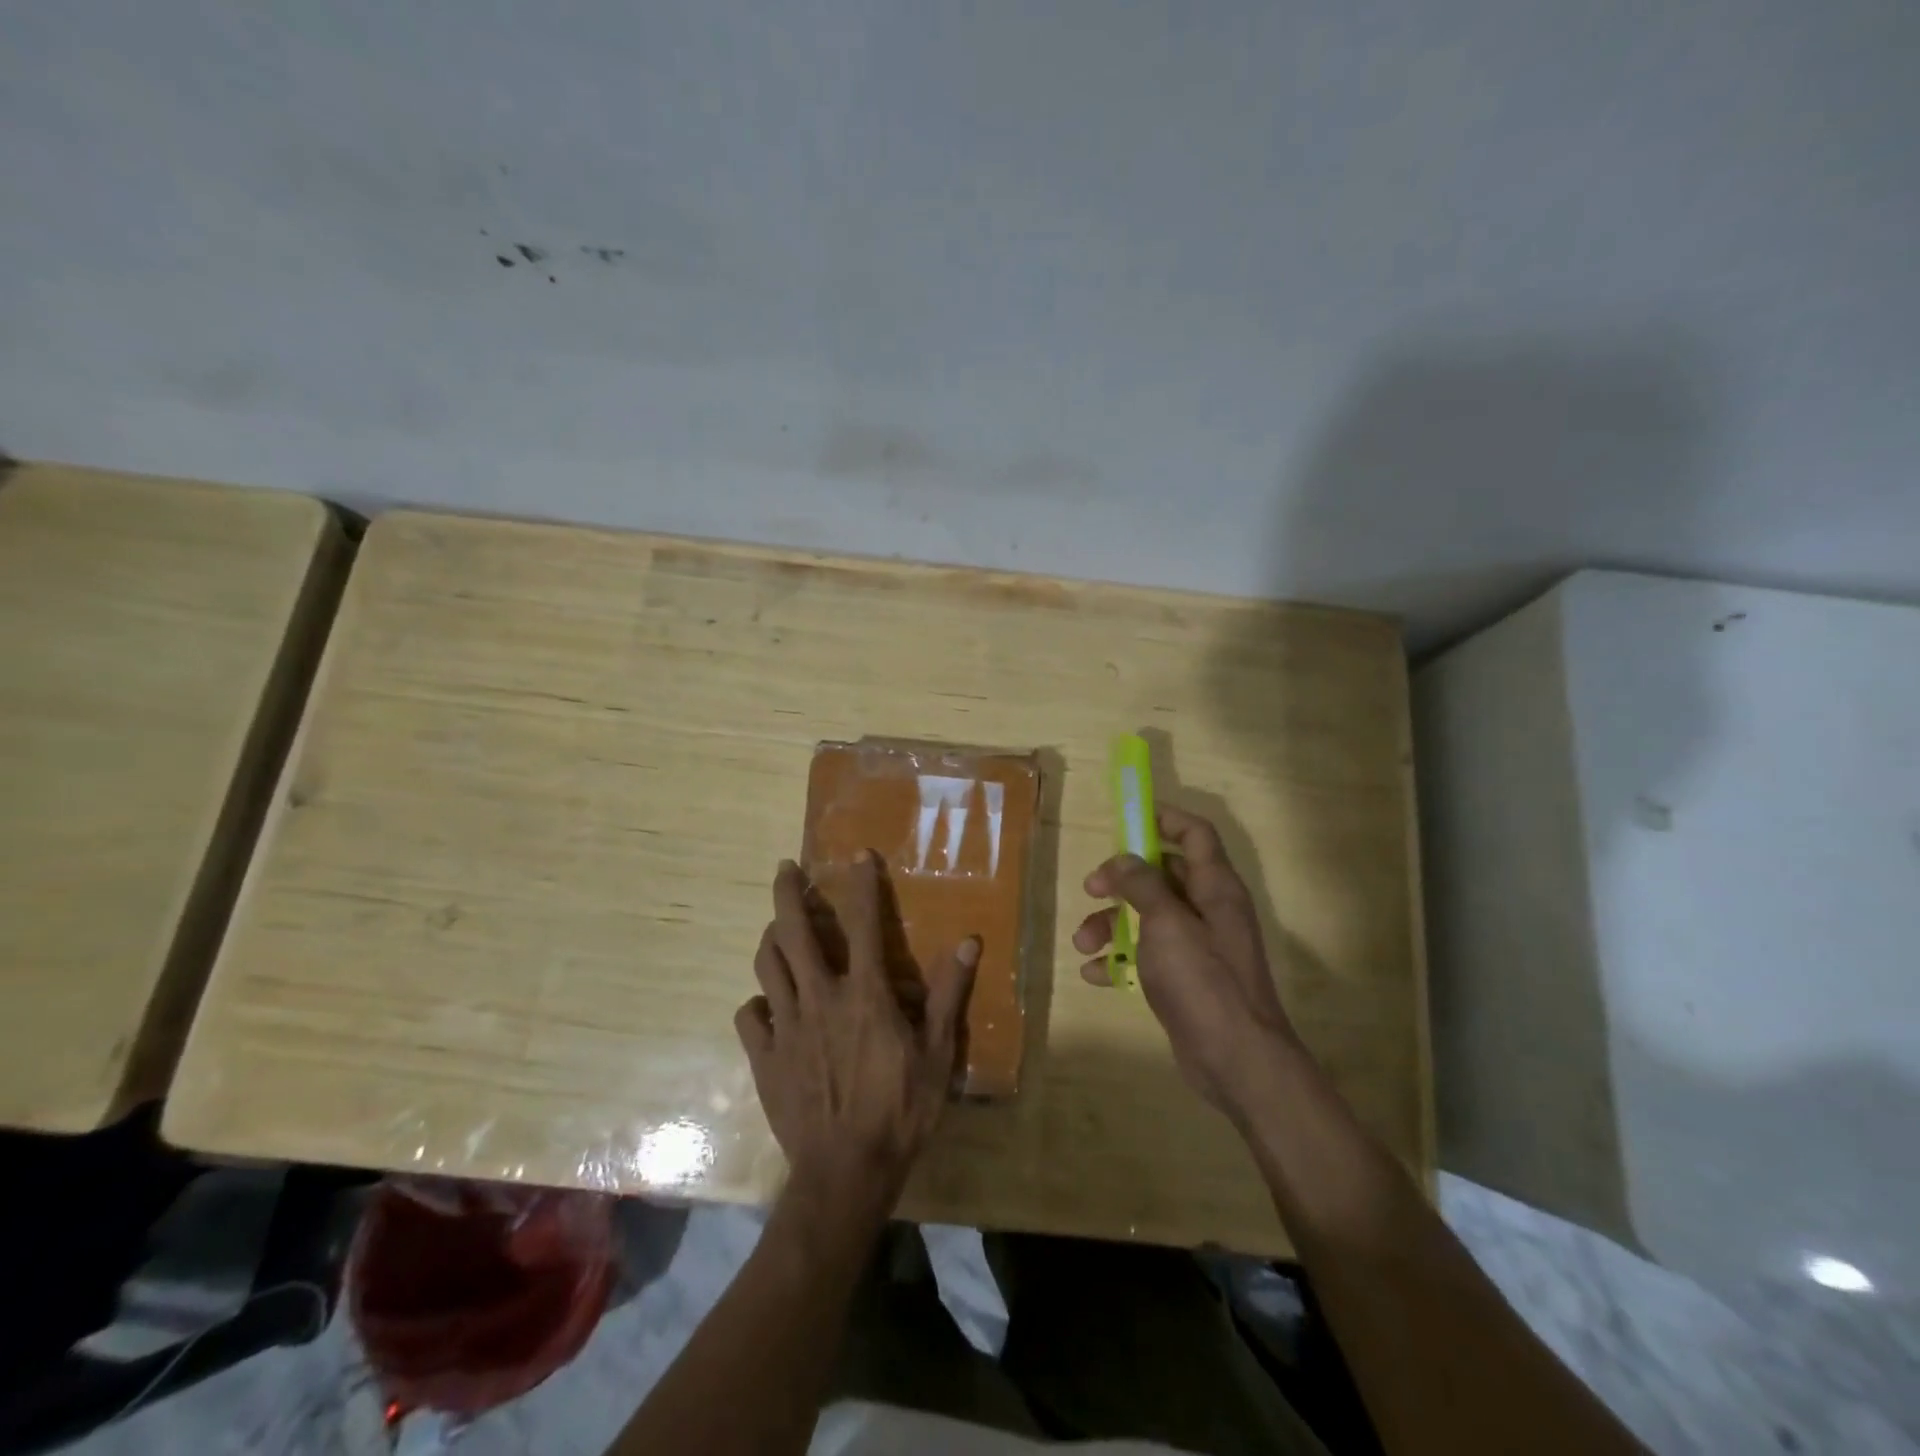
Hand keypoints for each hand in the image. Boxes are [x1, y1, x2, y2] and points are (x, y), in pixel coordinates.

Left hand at [735, 855, 978, 1212]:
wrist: (845, 1173)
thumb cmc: (900, 1110)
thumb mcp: (937, 1054)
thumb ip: (947, 994)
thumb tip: (968, 943)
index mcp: (864, 993)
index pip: (863, 923)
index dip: (861, 884)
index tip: (857, 855)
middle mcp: (819, 997)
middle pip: (792, 932)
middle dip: (787, 893)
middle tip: (785, 868)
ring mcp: (785, 1027)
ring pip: (766, 966)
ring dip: (770, 938)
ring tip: (776, 927)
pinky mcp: (763, 1057)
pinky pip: (749, 1015)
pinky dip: (756, 1001)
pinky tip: (766, 1004)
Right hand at [1073, 804, 1299, 1118]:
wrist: (1236, 1060)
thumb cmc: (1203, 980)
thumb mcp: (1167, 923)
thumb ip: (1143, 884)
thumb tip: (1124, 859)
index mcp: (1214, 886)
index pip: (1194, 833)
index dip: (1163, 818)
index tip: (1126, 819)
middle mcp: (1208, 909)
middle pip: (1162, 874)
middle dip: (1122, 879)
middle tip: (1092, 889)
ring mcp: (1197, 945)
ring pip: (1147, 916)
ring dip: (1111, 923)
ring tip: (1084, 942)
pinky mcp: (1184, 978)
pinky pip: (1146, 954)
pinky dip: (1119, 959)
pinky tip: (1095, 974)